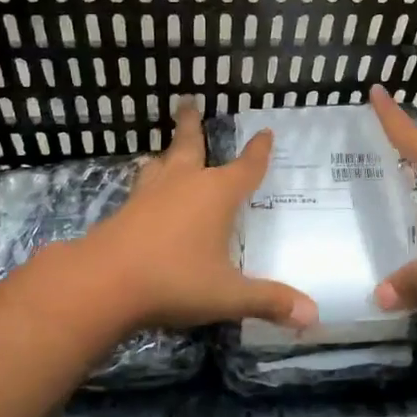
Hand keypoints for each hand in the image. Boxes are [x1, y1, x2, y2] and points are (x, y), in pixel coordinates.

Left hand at [82, 100, 318, 333]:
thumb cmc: (175, 279)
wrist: (103, 282)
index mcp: (216, 194)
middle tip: (188, 101)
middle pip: (190, 145)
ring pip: (161, 164)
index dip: (258, 152)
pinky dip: (148, 182)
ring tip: (164, 152)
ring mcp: (150, 194)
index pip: (246, 167)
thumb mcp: (228, 295)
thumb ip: (269, 301)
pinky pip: (141, 187)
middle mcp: (184, 184)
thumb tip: (313, 315)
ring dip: (166, 154)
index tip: (265, 132)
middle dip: (192, 124)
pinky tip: (144, 193)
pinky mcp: (125, 211)